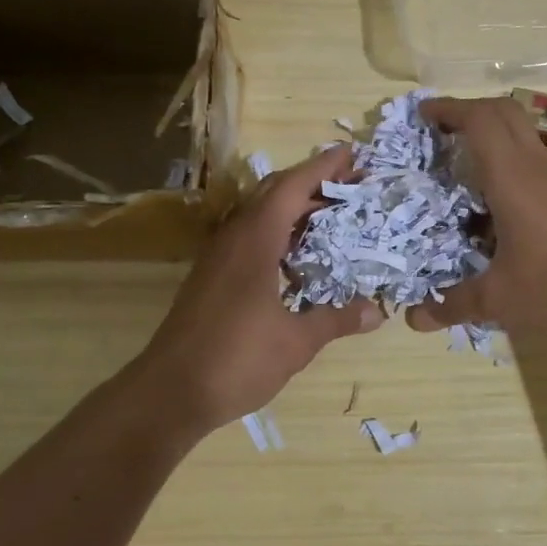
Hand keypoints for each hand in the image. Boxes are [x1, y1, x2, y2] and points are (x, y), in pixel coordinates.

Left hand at [134, 144, 382, 433]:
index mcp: (254, 241)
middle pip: (273, 194)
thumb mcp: (296, 341)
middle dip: (311, 184)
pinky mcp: (211, 279)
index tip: (352, 153)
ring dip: (294, 210)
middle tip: (351, 185)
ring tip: (332, 216)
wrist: (170, 392)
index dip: (322, 167)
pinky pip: (250, 239)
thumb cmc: (236, 359)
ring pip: (259, 216)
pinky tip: (298, 259)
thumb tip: (376, 312)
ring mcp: (218, 258)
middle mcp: (233, 239)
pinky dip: (278, 235)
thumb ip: (335, 319)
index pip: (291, 187)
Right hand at [404, 95, 546, 347]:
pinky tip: (496, 203)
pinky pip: (535, 162)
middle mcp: (538, 169)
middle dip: (469, 110)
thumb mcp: (499, 300)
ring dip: (492, 135)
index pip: (480, 120)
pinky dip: (508, 163)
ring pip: (523, 136)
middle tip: (439, 129)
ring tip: (461, 163)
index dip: (449, 108)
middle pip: (505, 113)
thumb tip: (415, 319)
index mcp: (514, 179)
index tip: (421, 112)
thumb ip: (453, 304)